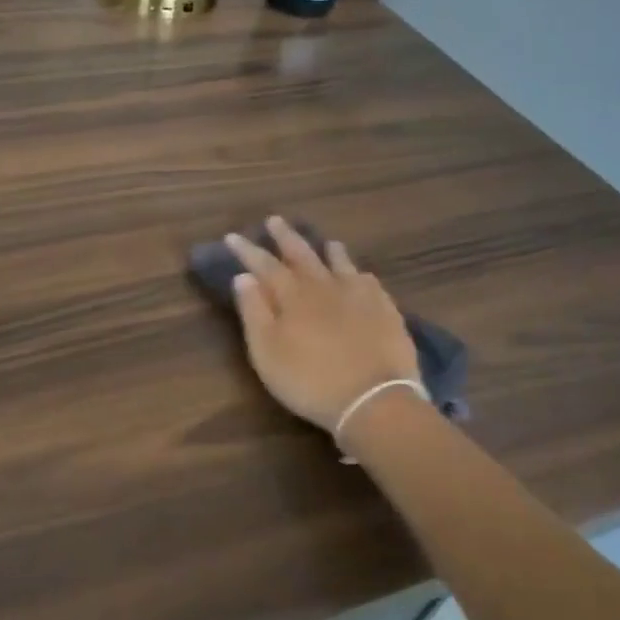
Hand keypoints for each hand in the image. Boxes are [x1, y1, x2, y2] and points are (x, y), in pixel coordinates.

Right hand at [228, 218, 420, 433]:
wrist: (374, 399)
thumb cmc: (310, 380)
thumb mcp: (267, 352)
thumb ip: (254, 312)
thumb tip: (243, 277)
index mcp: (293, 296)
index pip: (264, 265)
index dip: (248, 250)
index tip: (233, 236)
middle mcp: (324, 286)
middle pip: (302, 254)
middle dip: (286, 237)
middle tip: (275, 220)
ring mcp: (359, 296)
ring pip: (340, 263)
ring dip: (329, 250)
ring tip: (326, 242)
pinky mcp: (386, 310)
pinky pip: (370, 283)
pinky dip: (360, 274)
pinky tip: (362, 276)